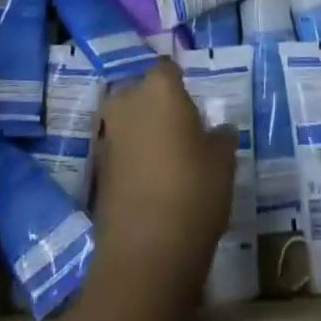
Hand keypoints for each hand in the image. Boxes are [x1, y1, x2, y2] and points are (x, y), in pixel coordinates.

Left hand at [92, 61, 236, 298]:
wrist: (145, 252)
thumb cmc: (193, 190)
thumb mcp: (223, 161)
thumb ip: (221, 137)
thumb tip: (219, 129)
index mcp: (159, 88)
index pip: (168, 68)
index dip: (181, 83)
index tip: (194, 103)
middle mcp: (127, 101)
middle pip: (142, 93)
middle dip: (157, 106)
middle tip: (181, 130)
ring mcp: (107, 134)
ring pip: (128, 121)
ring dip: (143, 132)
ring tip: (167, 159)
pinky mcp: (96, 168)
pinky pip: (119, 150)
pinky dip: (132, 159)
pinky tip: (151, 181)